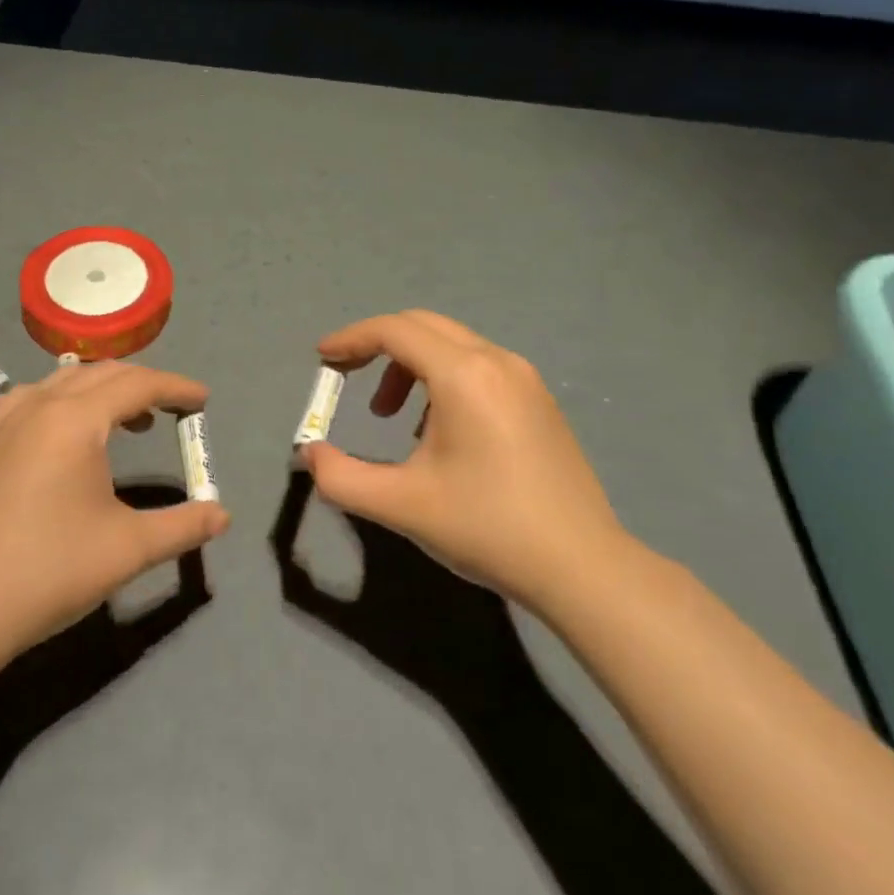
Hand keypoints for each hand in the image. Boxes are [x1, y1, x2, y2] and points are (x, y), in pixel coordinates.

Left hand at [0, 362, 230, 668]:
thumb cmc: (48, 572)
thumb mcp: (128, 550)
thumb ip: (182, 526)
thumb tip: (222, 515)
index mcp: (75, 419)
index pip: (137, 385)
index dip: (176, 388)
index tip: (204, 401)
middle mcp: (39, 405)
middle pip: (102, 374)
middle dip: (143, 384)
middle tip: (173, 409)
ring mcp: (5, 422)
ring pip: (64, 381)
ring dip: (103, 390)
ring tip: (128, 421)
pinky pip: (33, 399)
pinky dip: (65, 401)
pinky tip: (68, 434)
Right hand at [300, 310, 629, 613]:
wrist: (584, 568)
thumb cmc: (487, 528)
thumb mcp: (401, 505)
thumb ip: (341, 477)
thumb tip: (309, 453)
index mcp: (463, 375)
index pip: (394, 331)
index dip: (351, 338)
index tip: (322, 360)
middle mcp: (496, 361)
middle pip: (422, 326)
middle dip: (377, 345)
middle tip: (346, 376)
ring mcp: (524, 378)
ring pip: (451, 345)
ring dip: (410, 365)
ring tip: (392, 417)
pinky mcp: (539, 400)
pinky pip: (478, 366)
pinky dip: (442, 378)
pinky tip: (438, 430)